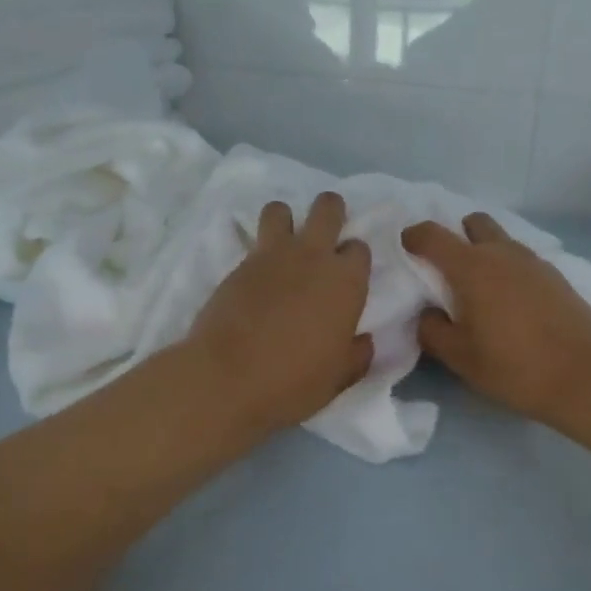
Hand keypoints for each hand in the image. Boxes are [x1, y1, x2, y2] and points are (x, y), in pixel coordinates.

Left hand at [187, 193, 373, 437]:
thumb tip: (364, 341)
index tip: (347, 277)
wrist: (226, 379)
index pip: (360, 248)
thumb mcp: (338, 378)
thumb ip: (357, 355)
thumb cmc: (292, 382)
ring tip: (283, 245)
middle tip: (325, 236)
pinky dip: (258, 249)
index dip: (354, 259)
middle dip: (330, 212)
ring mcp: (272, 256)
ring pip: (281, 209)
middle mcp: (312, 256)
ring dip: (286, 220)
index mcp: (346, 282)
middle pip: (328, 207)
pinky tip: (257, 275)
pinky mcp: (238, 264)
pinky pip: (252, 239)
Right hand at [402, 213, 590, 424]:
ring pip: (501, 240)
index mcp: (471, 267)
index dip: (413, 236)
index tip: (406, 248)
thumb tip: (428, 314)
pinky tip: (511, 302)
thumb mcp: (459, 357)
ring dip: (485, 252)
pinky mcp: (556, 276)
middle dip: (456, 236)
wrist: (586, 375)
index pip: (432, 235)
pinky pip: (521, 260)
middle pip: (473, 223)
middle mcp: (502, 253)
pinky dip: (508, 269)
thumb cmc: (514, 366)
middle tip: (448, 269)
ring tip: (480, 289)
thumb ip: (432, 330)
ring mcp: (533, 261)